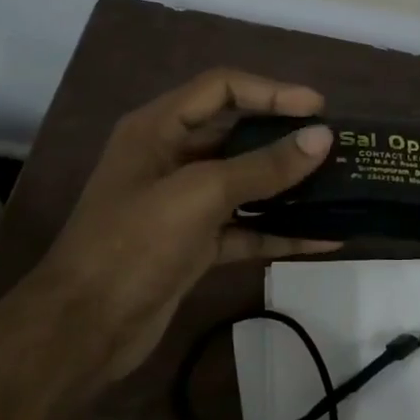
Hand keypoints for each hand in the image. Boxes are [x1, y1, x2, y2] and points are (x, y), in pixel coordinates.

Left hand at [15, 69, 338, 382]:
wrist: (83, 329)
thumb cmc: (133, 245)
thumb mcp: (199, 195)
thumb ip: (262, 166)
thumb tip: (321, 138)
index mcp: (158, 128)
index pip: (222, 89)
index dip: (271, 91)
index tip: (318, 107)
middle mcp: (170, 157)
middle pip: (235, 133)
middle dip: (283, 137)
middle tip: (333, 144)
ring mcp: (182, 203)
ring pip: (244, 183)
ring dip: (286, 185)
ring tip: (337, 184)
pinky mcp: (194, 244)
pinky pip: (244, 227)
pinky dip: (278, 231)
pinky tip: (322, 238)